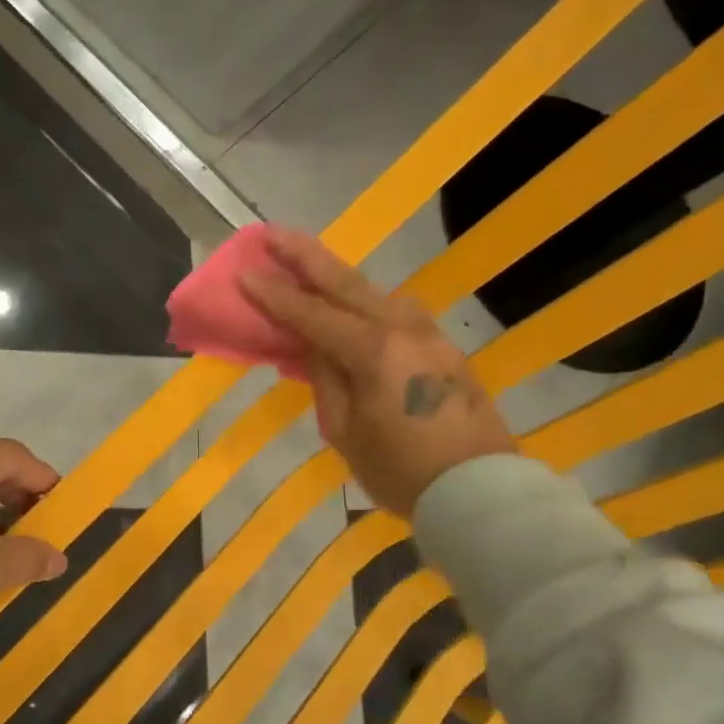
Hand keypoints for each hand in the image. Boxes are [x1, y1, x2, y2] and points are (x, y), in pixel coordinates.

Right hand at [240, 228, 516, 515]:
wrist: (479, 490)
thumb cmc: (402, 471)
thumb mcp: (346, 432)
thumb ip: (327, 379)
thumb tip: (317, 346)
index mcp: (374, 351)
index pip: (313, 315)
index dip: (275, 295)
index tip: (244, 271)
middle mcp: (404, 329)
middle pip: (347, 283)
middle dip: (305, 255)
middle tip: (271, 232)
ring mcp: (430, 334)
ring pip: (376, 292)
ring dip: (338, 274)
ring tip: (308, 262)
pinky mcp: (445, 347)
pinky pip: (396, 312)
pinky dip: (366, 300)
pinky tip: (353, 305)